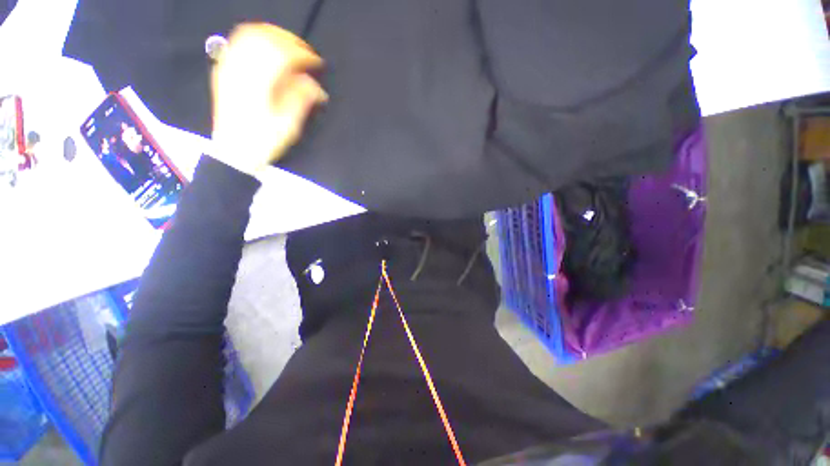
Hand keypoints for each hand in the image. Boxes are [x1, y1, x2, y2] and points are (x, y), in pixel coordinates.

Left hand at [210, 23, 326, 175]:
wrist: (233, 152)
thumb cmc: (263, 142)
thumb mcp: (288, 126)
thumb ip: (302, 100)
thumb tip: (316, 85)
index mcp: (258, 84)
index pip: (282, 55)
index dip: (303, 55)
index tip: (318, 64)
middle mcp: (241, 69)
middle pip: (266, 38)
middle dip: (291, 41)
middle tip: (306, 54)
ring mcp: (229, 66)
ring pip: (251, 34)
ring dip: (274, 36)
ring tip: (290, 48)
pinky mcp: (225, 69)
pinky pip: (238, 41)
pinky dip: (257, 38)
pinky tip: (269, 48)